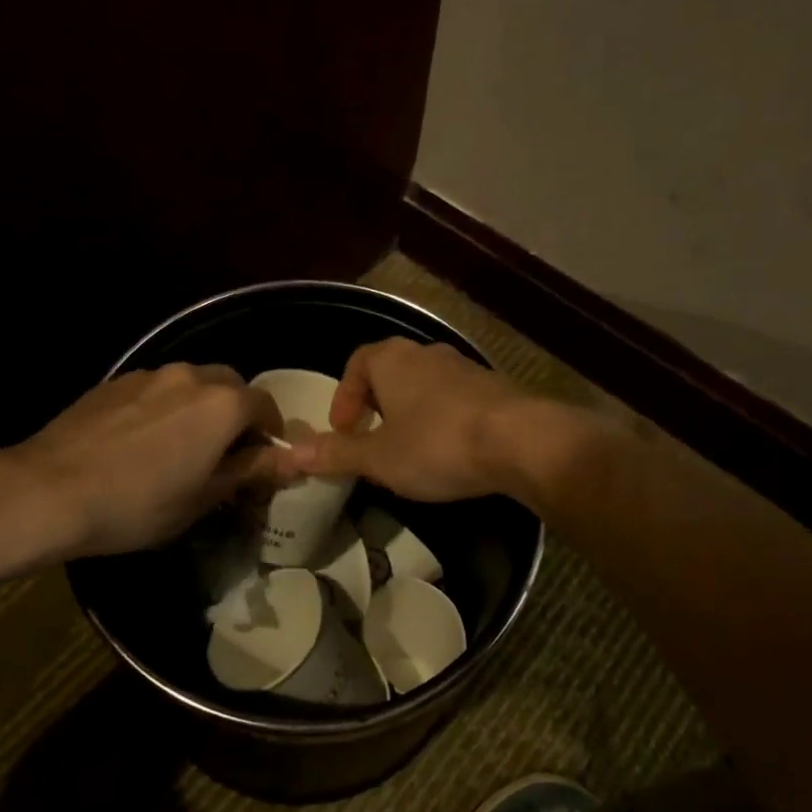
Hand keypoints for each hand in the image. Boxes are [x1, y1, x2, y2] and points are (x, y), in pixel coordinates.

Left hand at [17, 365, 283, 557]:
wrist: (48, 490)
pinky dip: (163, 407)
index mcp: (222, 404)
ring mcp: (149, 374)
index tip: (261, 461)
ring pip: (191, 384)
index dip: (270, 433)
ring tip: (178, 446)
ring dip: (198, 407)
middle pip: (230, 386)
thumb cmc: (137, 503)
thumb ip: (250, 470)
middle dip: (236, 414)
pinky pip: (155, 389)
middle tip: (222, 453)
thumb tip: (291, 459)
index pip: (265, 405)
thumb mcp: (203, 497)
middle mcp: (191, 376)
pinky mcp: (115, 381)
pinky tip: (140, 441)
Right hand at [281, 338, 535, 501]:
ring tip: (409, 449)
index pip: (357, 363)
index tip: (342, 430)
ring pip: (425, 385)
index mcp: (392, 360)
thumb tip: (290, 454)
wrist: (521, 441)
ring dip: (411, 412)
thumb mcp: (378, 457)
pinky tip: (449, 451)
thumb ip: (336, 454)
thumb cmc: (437, 444)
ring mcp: (464, 368)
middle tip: (372, 439)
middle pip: (391, 371)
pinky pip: (455, 399)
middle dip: (377, 404)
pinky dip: (443, 418)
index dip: (344, 396)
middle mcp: (427, 354)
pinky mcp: (494, 388)